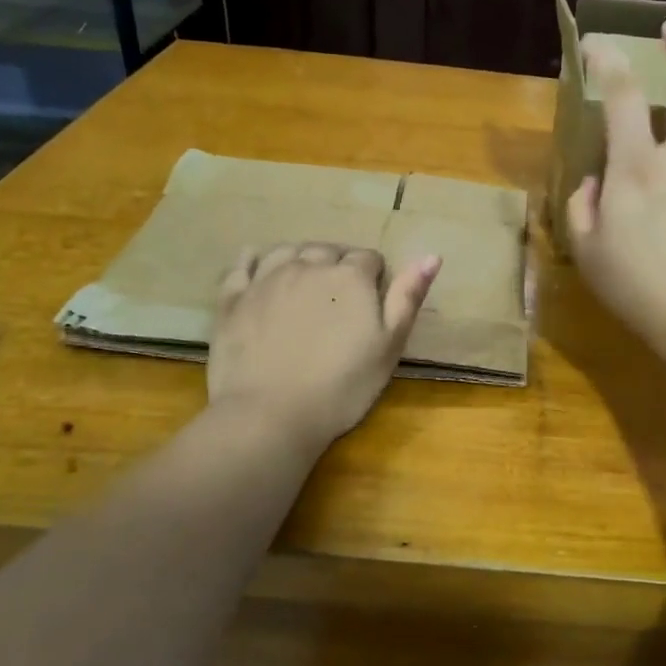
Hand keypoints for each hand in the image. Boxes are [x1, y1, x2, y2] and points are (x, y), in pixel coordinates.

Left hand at [204, 243, 440, 453]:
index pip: (370, 259)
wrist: (271, 415)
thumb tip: (432, 255)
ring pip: (288, 250)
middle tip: (340, 302)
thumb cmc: (342, 386)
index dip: (375, 278)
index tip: (372, 303)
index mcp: (350, 277)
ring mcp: (266, 278)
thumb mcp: (390, 346)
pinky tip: (259, 270)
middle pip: (329, 250)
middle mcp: (308, 265)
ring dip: (301, 260)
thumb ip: (409, 296)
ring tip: (305, 284)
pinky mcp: (233, 297)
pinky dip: (254, 260)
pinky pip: (243, 263)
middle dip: (338, 266)